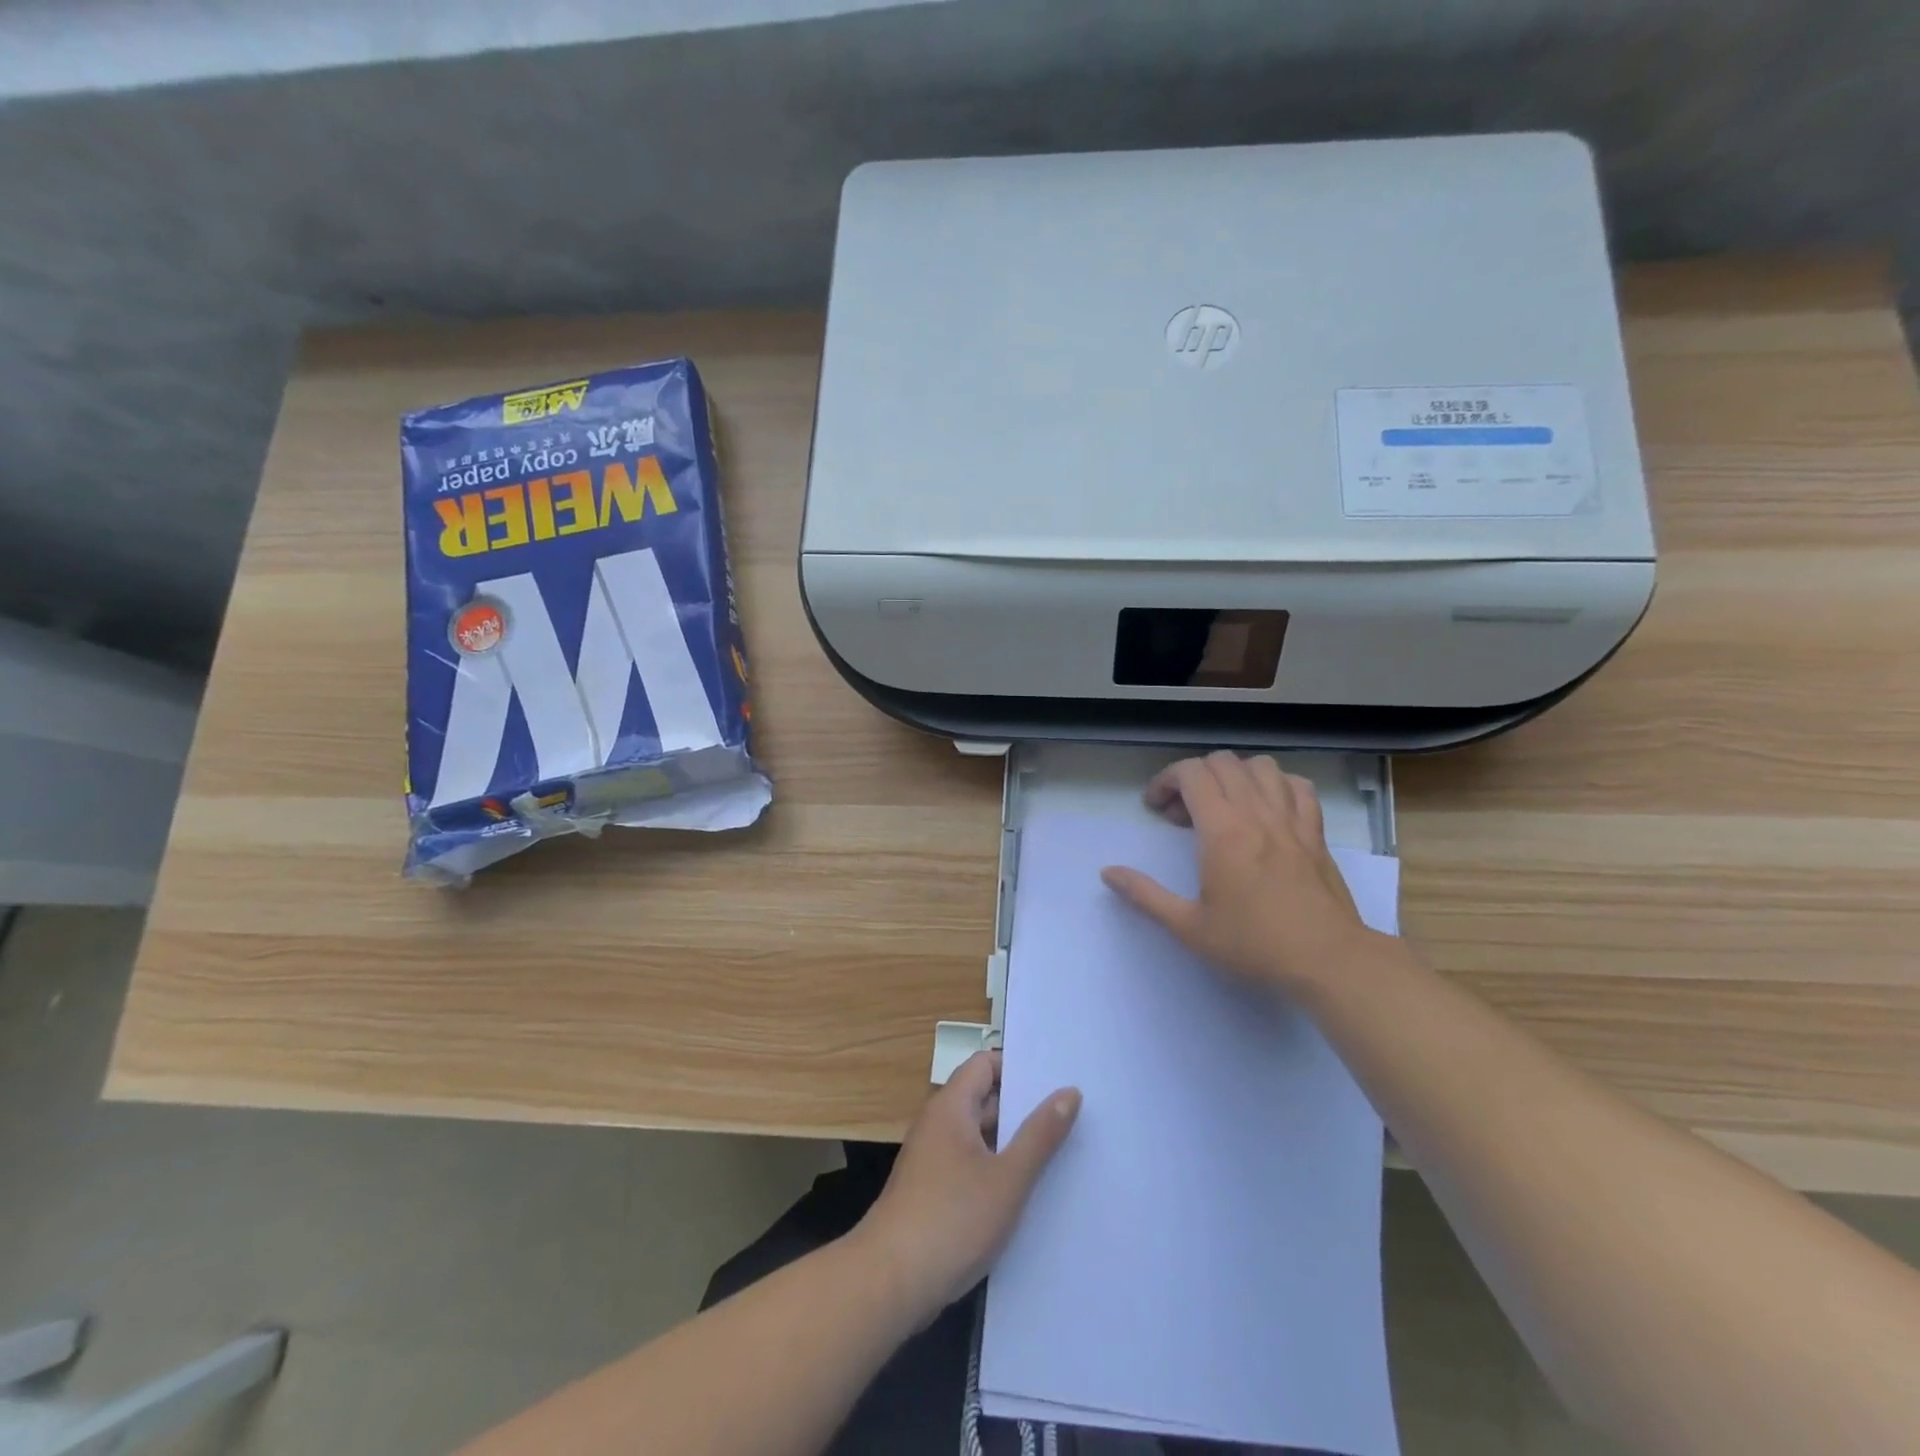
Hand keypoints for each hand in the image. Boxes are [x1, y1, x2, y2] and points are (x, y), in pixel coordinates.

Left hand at [853, 1051, 1079, 1323]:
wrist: (890, 1283)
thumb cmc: (952, 1219)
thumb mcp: (1008, 1178)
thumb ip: (1040, 1134)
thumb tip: (1069, 1091)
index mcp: (951, 1107)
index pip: (985, 1064)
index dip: (1019, 1068)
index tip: (1056, 1082)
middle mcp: (939, 1124)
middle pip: (984, 1098)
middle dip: (1023, 1107)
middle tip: (1072, 1116)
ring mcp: (934, 1160)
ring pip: (980, 1137)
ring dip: (1013, 1143)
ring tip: (1061, 1152)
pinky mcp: (933, 1192)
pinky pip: (971, 1165)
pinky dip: (997, 1170)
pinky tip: (1027, 1192)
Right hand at [1100, 750, 1374, 994]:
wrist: (1329, 961)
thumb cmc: (1254, 945)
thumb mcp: (1189, 927)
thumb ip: (1145, 895)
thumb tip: (1108, 873)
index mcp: (1223, 831)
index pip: (1192, 773)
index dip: (1166, 780)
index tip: (1156, 808)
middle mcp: (1257, 813)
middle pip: (1223, 762)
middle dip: (1194, 776)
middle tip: (1181, 813)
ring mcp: (1291, 819)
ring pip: (1261, 766)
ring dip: (1234, 775)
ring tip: (1223, 805)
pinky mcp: (1315, 833)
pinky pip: (1297, 786)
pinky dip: (1276, 785)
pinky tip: (1266, 809)